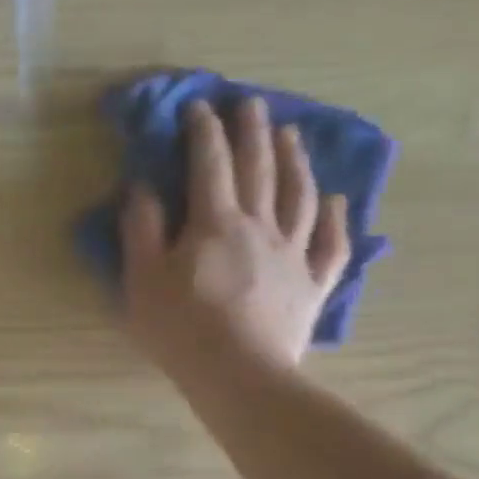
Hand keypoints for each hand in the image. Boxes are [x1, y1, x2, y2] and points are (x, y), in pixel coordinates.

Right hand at [121, 98, 351, 389]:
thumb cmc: (179, 326)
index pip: (209, 166)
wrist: (239, 374)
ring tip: (292, 135)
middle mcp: (260, 227)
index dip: (203, 133)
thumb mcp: (142, 278)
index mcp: (214, 224)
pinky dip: (337, 218)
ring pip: (300, 196)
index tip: (198, 106)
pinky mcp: (312, 284)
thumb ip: (141, 228)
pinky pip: (332, 243)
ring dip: (295, 161)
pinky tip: (337, 200)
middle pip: (259, 170)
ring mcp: (293, 254)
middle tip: (251, 103)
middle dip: (252, 132)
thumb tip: (142, 186)